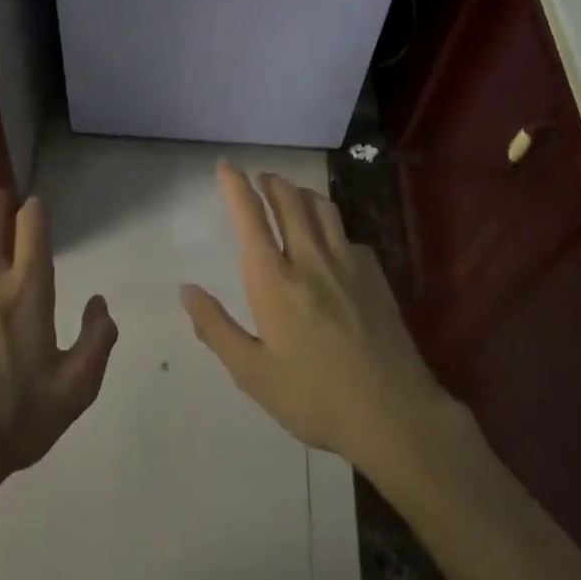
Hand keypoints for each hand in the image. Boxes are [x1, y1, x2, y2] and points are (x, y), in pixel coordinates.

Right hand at [181, 165, 455, 477]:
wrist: (394, 413)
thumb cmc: (315, 398)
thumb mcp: (253, 374)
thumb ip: (216, 328)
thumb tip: (186, 290)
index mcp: (274, 281)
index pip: (251, 218)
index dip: (236, 187)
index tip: (226, 166)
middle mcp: (310, 260)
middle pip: (290, 201)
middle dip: (271, 182)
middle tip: (260, 177)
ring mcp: (348, 263)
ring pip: (322, 208)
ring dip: (301, 193)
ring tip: (291, 194)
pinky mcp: (375, 274)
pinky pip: (347, 234)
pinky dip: (330, 225)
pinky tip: (331, 242)